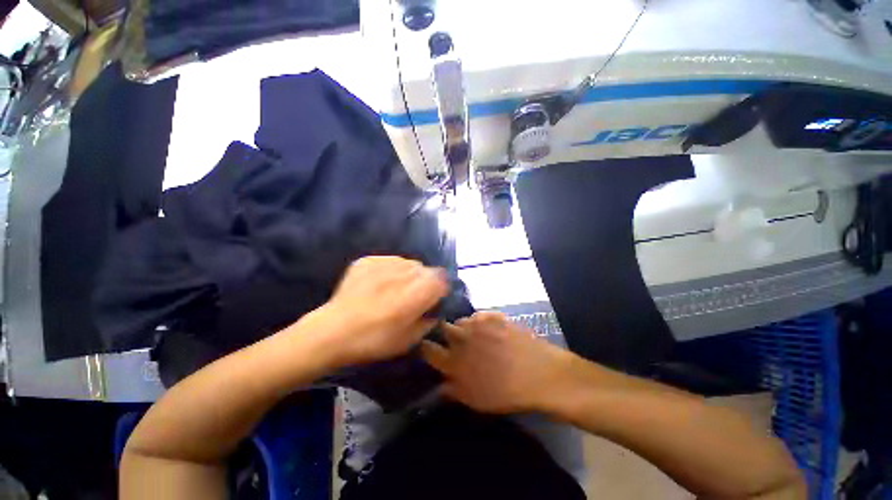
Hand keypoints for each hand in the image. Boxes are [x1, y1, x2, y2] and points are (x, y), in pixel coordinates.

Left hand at [309, 256, 448, 366]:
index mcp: (420, 290)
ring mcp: (386, 262)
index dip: (439, 289)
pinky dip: (388, 271)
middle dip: (423, 282)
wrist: (332, 332)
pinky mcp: (368, 260)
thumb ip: (428, 321)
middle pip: (426, 269)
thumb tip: (433, 311)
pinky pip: (388, 261)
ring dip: (406, 275)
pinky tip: (377, 285)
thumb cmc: (375, 340)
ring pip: (407, 264)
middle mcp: (406, 270)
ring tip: (392, 291)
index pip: (442, 278)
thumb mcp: (410, 340)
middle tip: (410, 298)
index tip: (431, 300)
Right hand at [421, 312, 572, 413]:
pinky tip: (490, 330)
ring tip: (475, 337)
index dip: (425, 347)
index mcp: (454, 361)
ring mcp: (478, 324)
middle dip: (445, 334)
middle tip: (455, 343)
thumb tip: (440, 385)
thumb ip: (453, 391)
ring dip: (464, 329)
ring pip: (461, 321)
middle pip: (443, 328)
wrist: (539, 373)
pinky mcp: (493, 315)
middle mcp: (462, 338)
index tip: (426, 347)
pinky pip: (478, 315)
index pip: (428, 349)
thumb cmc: (506, 393)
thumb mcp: (476, 401)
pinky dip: (480, 322)